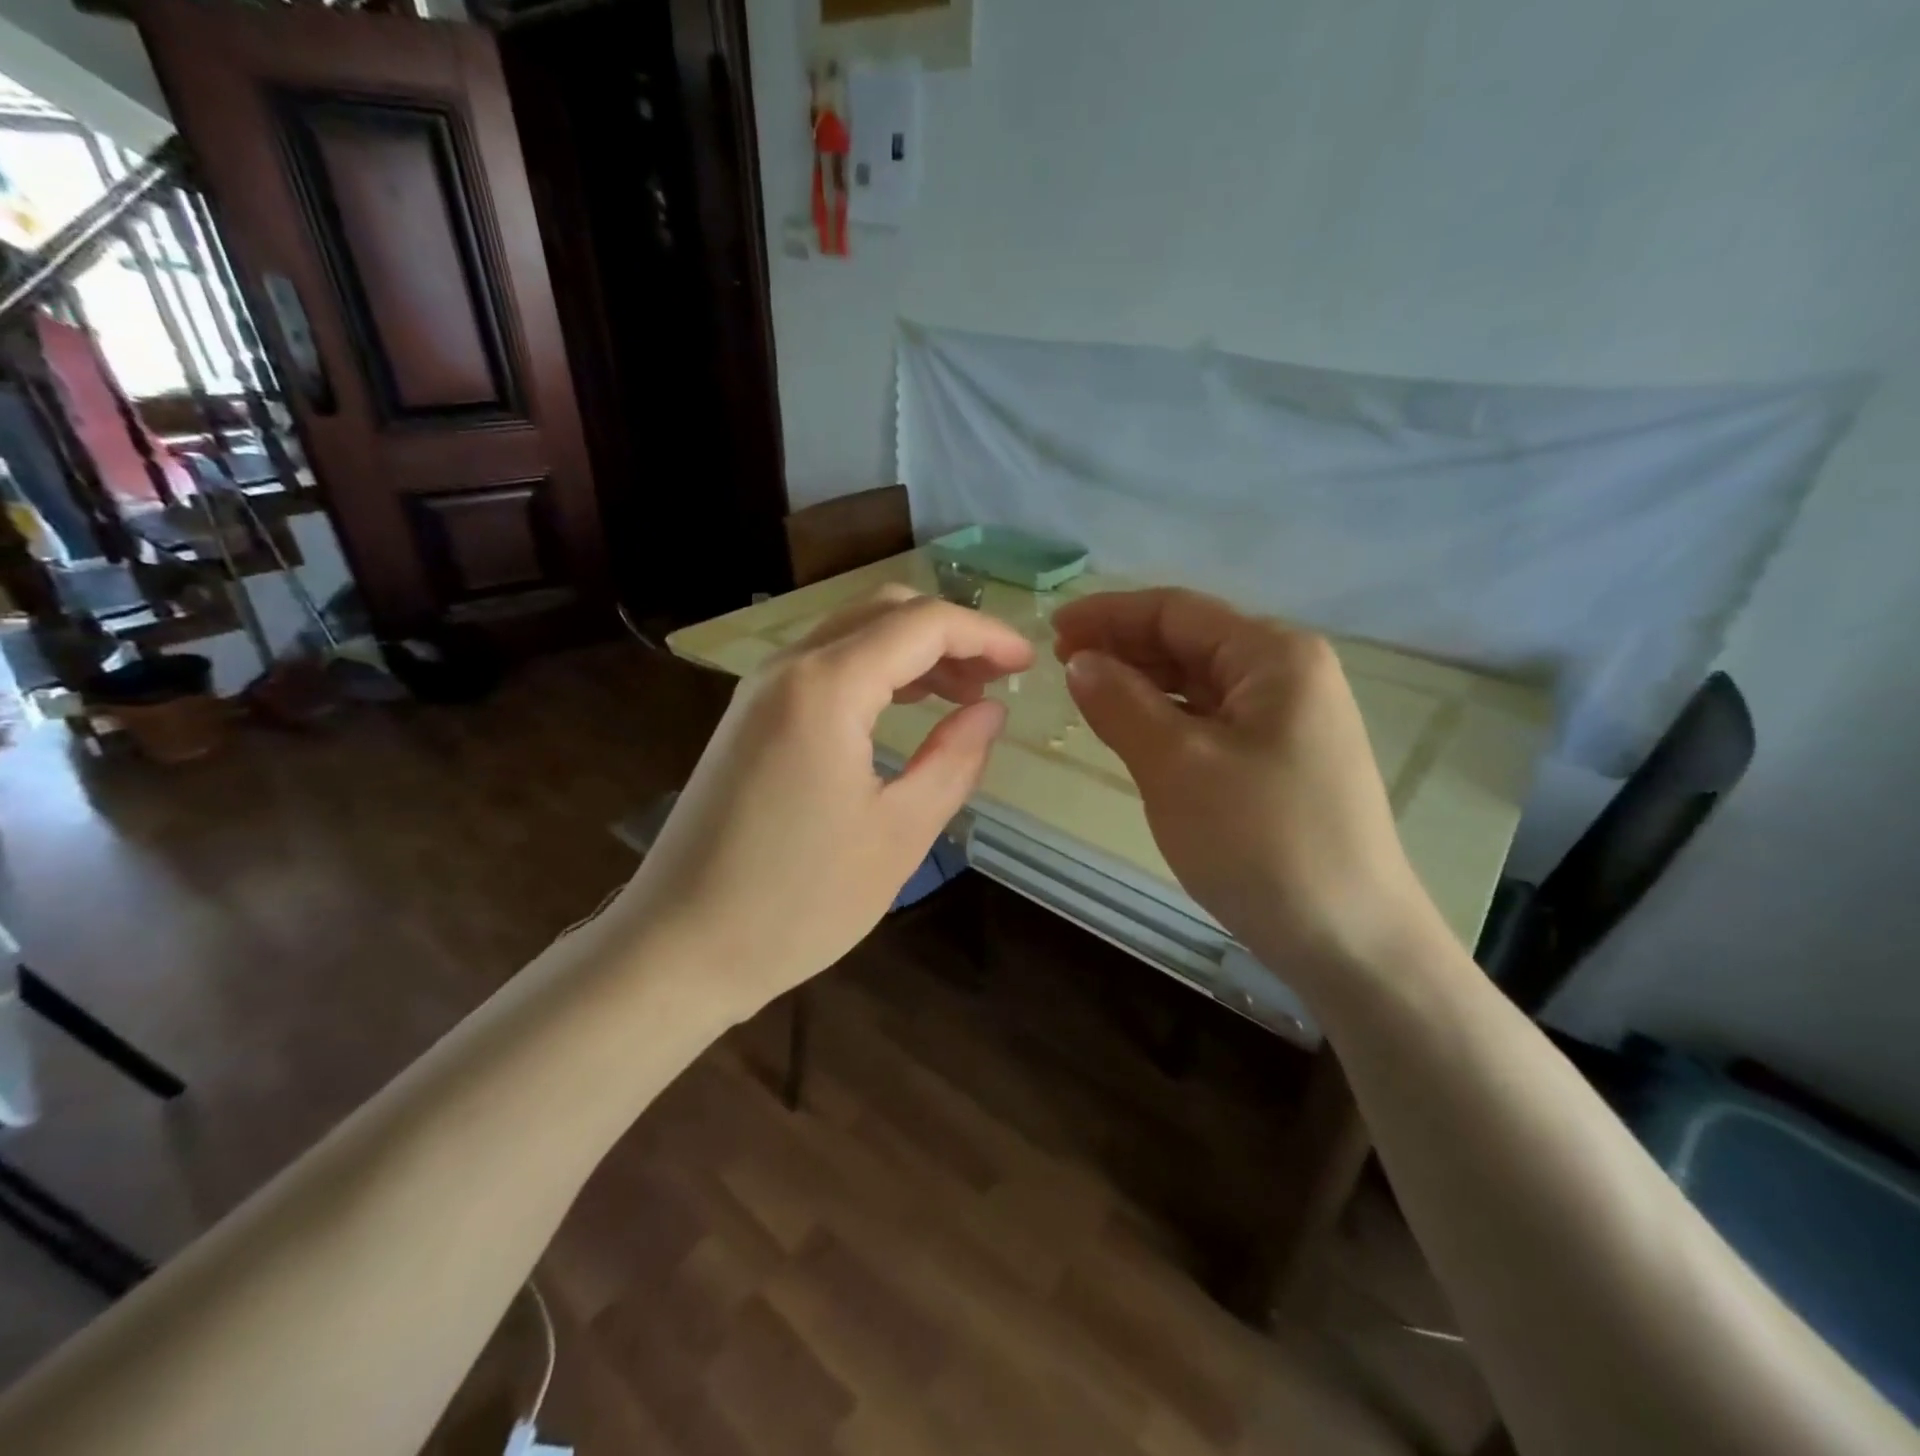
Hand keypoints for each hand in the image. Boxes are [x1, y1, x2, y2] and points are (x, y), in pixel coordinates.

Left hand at [624, 585, 1033, 1017]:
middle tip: (996, 679)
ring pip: (851, 636)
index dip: (984, 636)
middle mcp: (787, 668)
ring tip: (962, 697)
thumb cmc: (797, 902)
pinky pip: (823, 668)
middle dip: (949, 635)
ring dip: (912, 652)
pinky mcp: (748, 719)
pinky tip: (903, 710)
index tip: (1027, 665)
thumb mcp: (898, 834)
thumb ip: (954, 761)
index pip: (922, 625)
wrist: (678, 947)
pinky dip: (874, 673)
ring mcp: (759, 691)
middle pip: (883, 612)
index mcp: (825, 687)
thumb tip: (991, 712)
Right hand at [1053, 588, 1440, 988]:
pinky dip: (1167, 719)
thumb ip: (1122, 703)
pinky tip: (1133, 732)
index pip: (1177, 611)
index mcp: (1274, 656)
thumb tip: (1080, 661)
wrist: (1350, 942)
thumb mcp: (1176, 765)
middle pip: (1190, 641)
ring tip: (1087, 697)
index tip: (1052, 631)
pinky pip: (1212, 721)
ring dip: (1142, 684)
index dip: (1109, 614)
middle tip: (1061, 667)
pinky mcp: (1282, 762)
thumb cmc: (1261, 841)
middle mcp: (1288, 675)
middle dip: (1124, 648)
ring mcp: (1289, 721)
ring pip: (1200, 683)